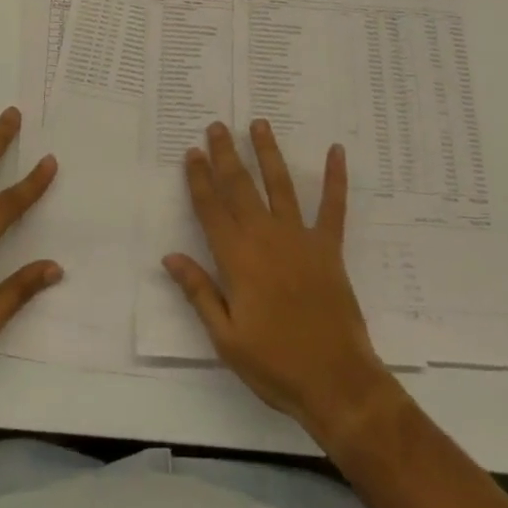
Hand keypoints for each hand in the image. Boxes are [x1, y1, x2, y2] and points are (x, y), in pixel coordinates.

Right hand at [163, 120, 397, 443]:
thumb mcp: (225, 338)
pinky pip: (333, 207)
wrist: (336, 382)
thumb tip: (170, 257)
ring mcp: (300, 239)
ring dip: (268, 153)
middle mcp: (266, 238)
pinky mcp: (329, 248)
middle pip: (240, 187)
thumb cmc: (275, 365)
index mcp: (237, 259)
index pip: (211, 209)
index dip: (200, 179)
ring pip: (280, 185)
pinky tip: (336, 151)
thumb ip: (199, 293)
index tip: (193, 152)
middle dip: (226, 155)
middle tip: (217, 126)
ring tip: (259, 124)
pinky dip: (335, 178)